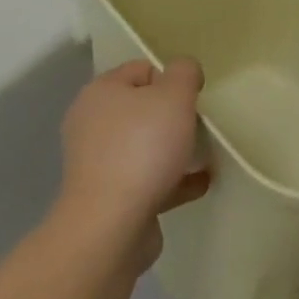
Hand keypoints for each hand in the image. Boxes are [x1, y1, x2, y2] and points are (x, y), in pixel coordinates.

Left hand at [55, 59, 208, 264]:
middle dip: (172, 116)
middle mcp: (92, 124)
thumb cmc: (142, 148)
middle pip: (141, 109)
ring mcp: (98, 165)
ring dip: (173, 150)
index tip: (191, 98)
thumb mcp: (174, 95)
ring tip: (205, 154)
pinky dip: (172, 180)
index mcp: (100, 92)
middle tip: (197, 126)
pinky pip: (147, 181)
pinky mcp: (109, 200)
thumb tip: (184, 71)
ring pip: (144, 147)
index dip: (170, 79)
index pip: (140, 69)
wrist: (110, 228)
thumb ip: (184, 73)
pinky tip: (200, 183)